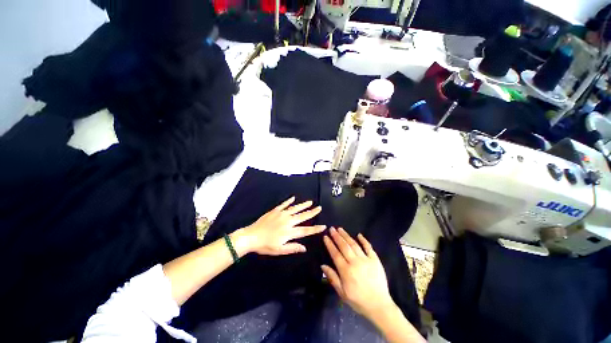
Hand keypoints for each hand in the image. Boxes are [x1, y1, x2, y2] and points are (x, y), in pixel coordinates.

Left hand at [237, 196, 325, 255]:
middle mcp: (288, 221)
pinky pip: (284, 204)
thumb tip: (305, 248)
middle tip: (319, 208)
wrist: (251, 236)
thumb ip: (293, 248)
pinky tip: (293, 198)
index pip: (306, 230)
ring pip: (295, 208)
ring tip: (310, 202)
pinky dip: (289, 201)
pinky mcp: (275, 210)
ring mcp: (281, 214)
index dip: (315, 229)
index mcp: (289, 232)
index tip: (323, 226)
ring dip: (303, 205)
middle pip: (302, 216)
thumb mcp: (279, 250)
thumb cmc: (265, 245)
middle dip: (312, 212)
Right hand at [321, 227, 395, 319]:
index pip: (335, 254)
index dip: (330, 244)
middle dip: (337, 236)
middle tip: (332, 229)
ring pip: (354, 244)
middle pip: (344, 246)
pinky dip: (364, 240)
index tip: (325, 236)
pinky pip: (368, 247)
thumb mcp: (342, 293)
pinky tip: (359, 234)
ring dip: (346, 236)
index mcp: (346, 271)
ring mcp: (366, 260)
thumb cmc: (358, 300)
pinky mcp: (375, 260)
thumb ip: (332, 278)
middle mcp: (355, 262)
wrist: (379, 306)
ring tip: (340, 229)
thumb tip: (322, 265)